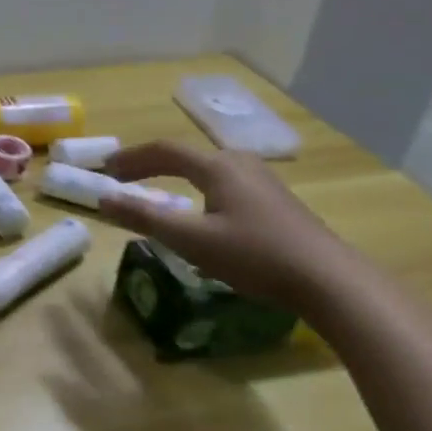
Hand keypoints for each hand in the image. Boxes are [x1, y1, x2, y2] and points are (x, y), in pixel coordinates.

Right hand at [99, 138, 350, 308]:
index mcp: (218, 166)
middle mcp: (240, 163)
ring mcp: (262, 181)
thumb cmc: (254, 255)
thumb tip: (103, 200)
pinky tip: (198, 211)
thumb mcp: (191, 240)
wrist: (328, 279)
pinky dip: (196, 188)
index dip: (131, 158)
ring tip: (153, 191)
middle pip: (185, 156)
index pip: (164, 150)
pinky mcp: (274, 201)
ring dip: (173, 176)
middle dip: (149, 165)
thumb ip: (145, 218)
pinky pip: (223, 182)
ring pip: (206, 169)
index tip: (105, 170)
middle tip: (123, 180)